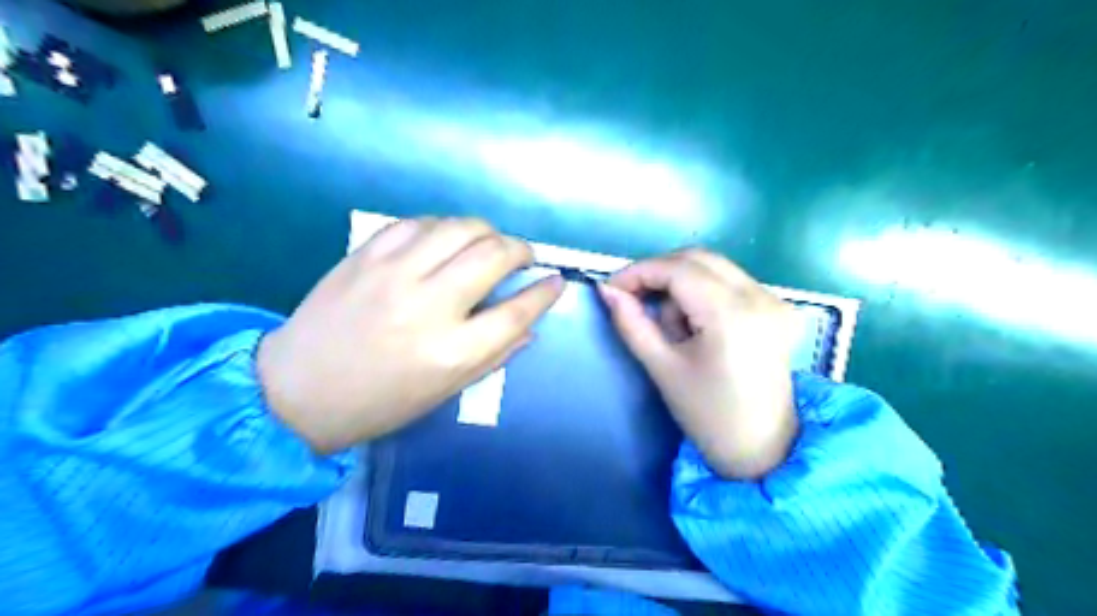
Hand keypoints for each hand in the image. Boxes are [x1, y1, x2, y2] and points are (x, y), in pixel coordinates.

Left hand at [257, 217, 565, 452]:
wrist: (295, 390)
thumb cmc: (378, 402)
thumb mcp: (444, 391)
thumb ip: (493, 355)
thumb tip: (530, 326)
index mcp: (451, 352)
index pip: (517, 311)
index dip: (544, 292)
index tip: (556, 281)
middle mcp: (428, 305)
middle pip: (494, 256)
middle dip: (521, 250)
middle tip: (523, 257)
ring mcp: (394, 274)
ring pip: (460, 228)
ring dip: (486, 231)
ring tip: (489, 243)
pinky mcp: (366, 255)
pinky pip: (419, 223)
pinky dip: (444, 227)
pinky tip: (447, 239)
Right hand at [599, 248, 798, 478]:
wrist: (762, 448)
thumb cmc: (708, 415)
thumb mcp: (663, 368)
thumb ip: (631, 323)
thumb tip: (606, 290)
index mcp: (732, 314)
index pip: (678, 269)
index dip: (639, 272)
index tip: (611, 288)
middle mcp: (760, 296)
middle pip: (697, 258)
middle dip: (659, 273)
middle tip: (633, 299)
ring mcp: (774, 299)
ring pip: (713, 267)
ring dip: (681, 285)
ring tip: (673, 328)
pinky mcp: (777, 307)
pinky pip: (729, 280)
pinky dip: (702, 292)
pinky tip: (696, 325)